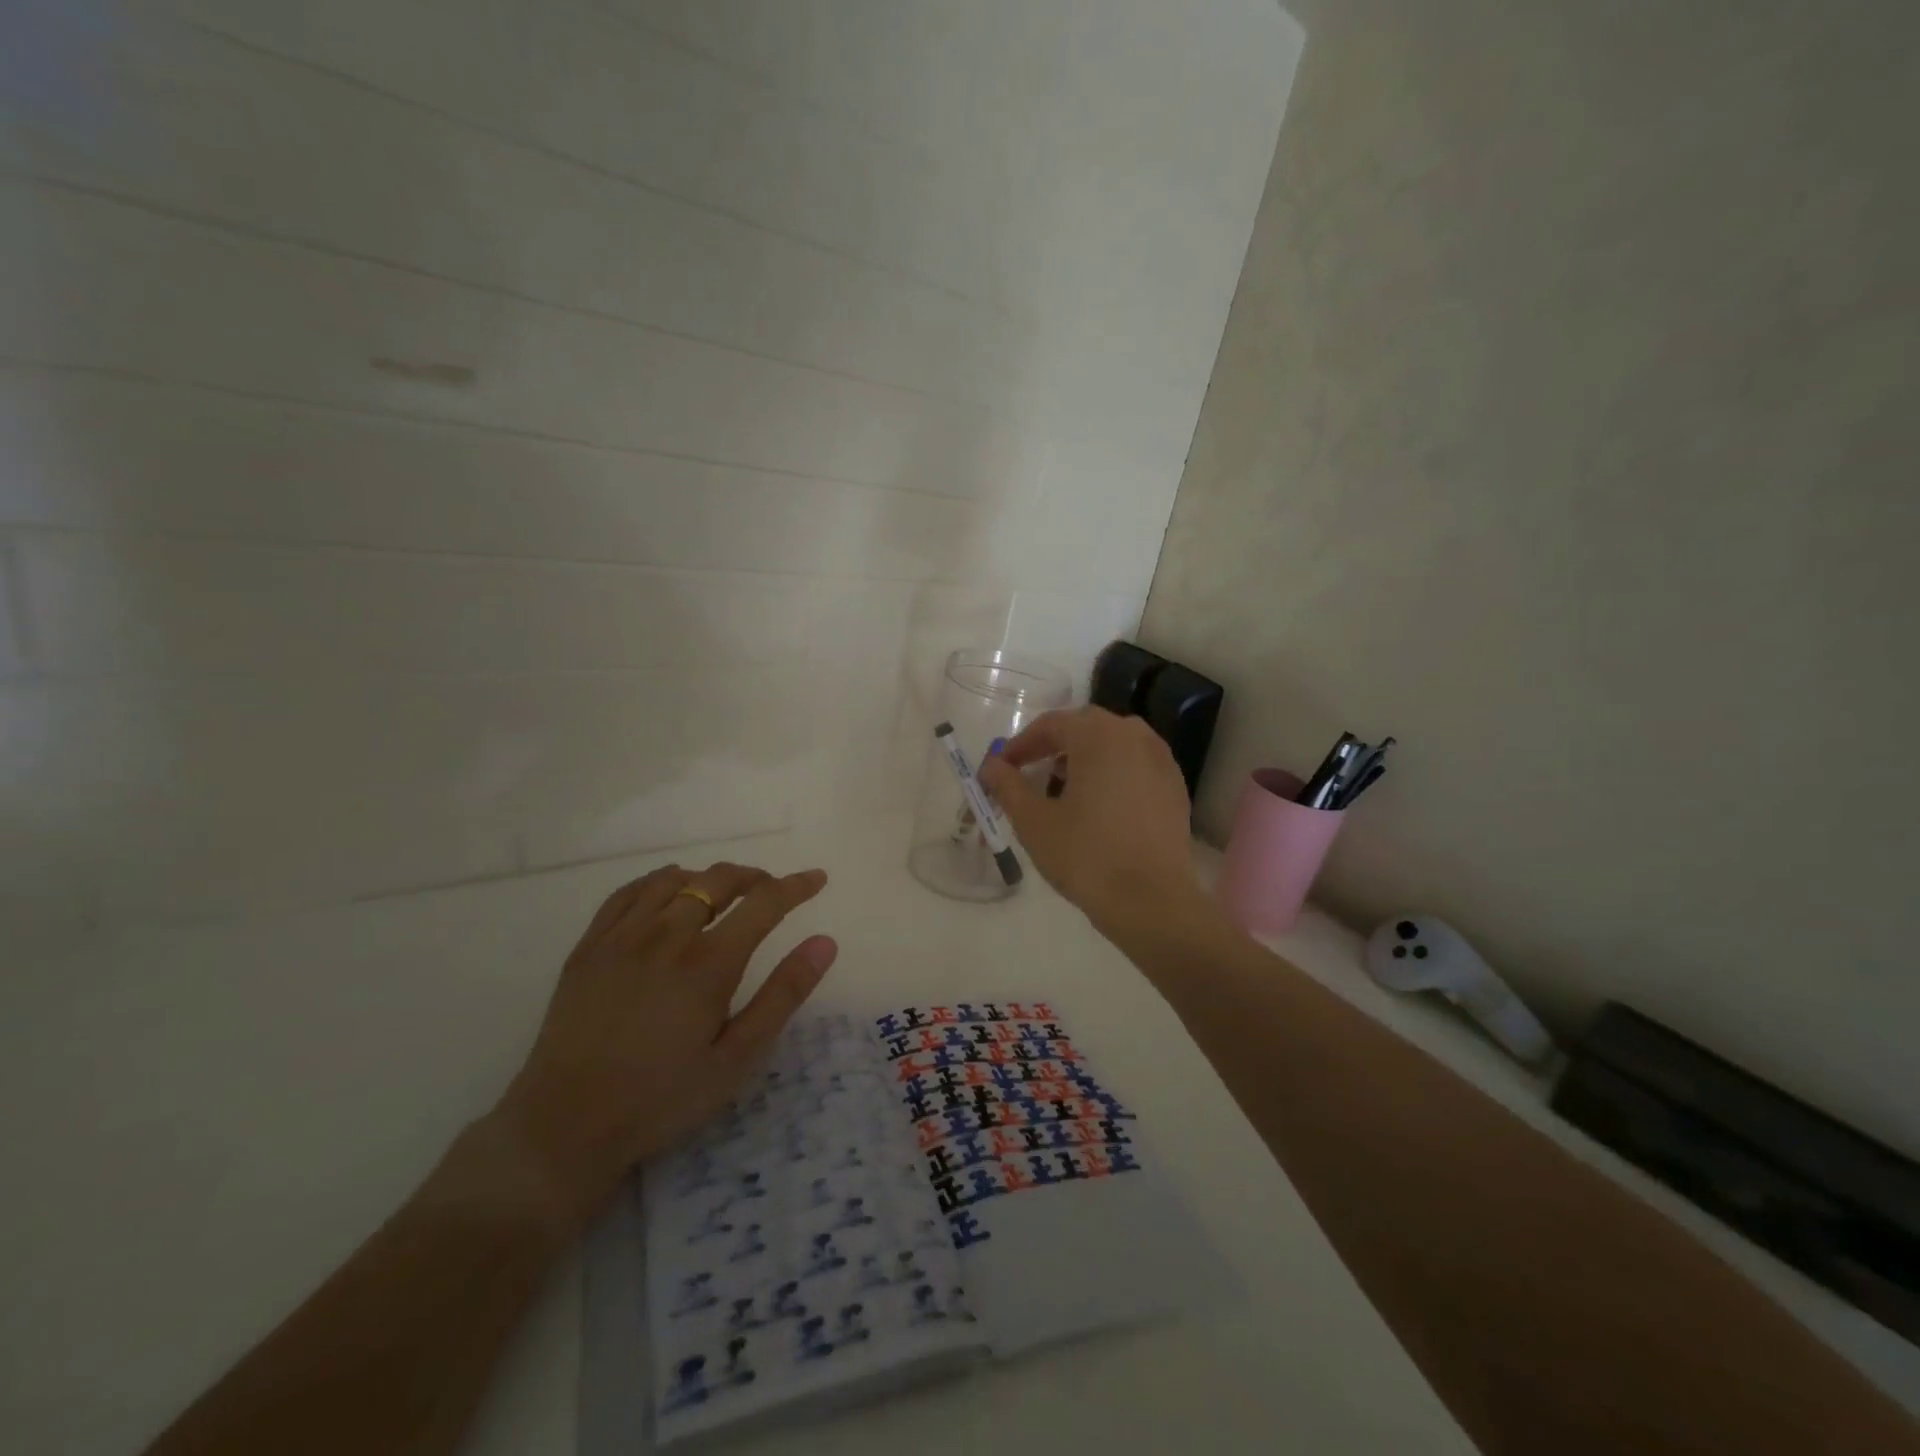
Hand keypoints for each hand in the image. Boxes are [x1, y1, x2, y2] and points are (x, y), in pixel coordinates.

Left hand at [489, 862, 835, 1225]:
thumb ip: (783, 995)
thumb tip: (825, 943)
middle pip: (718, 879)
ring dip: (707, 878)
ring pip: (674, 879)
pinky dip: (658, 883)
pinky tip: (666, 897)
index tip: (817, 879)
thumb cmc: (661, 1099)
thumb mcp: (736, 1058)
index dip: (796, 886)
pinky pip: (628, 892)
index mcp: (709, 963)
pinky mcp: (589, 946)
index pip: (765, 902)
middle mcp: (667, 935)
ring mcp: (622, 937)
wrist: (564, 1127)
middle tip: (771, 891)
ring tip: (721, 896)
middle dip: (754, 877)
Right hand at [979, 706, 1200, 934]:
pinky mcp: (1175, 787)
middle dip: (1052, 747)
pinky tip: (1099, 806)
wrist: (1152, 901)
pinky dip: (1112, 774)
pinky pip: (1135, 766)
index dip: (1020, 745)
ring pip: (1113, 745)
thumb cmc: (1086, 855)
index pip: (1050, 725)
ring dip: (1084, 758)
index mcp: (1098, 735)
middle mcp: (1134, 735)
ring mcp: (1161, 760)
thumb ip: (1008, 785)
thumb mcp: (1034, 821)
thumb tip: (991, 765)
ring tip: (1063, 790)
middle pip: (1084, 728)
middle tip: (1029, 774)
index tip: (1000, 769)